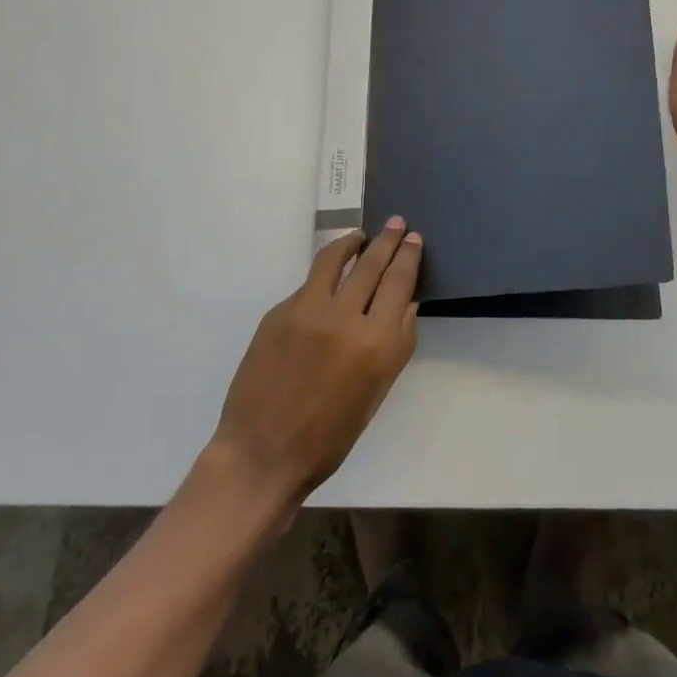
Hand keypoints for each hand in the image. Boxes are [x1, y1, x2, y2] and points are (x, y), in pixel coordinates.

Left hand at [211, 221, 421, 512]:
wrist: (263, 453)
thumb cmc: (329, 436)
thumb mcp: (376, 392)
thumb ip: (395, 343)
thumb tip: (405, 304)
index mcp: (377, 344)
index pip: (399, 283)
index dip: (408, 256)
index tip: (413, 238)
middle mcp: (346, 318)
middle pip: (372, 264)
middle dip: (387, 240)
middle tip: (395, 222)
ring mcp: (308, 311)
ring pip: (335, 259)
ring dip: (351, 242)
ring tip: (359, 236)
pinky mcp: (280, 312)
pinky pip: (309, 285)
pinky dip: (324, 277)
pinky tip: (328, 281)